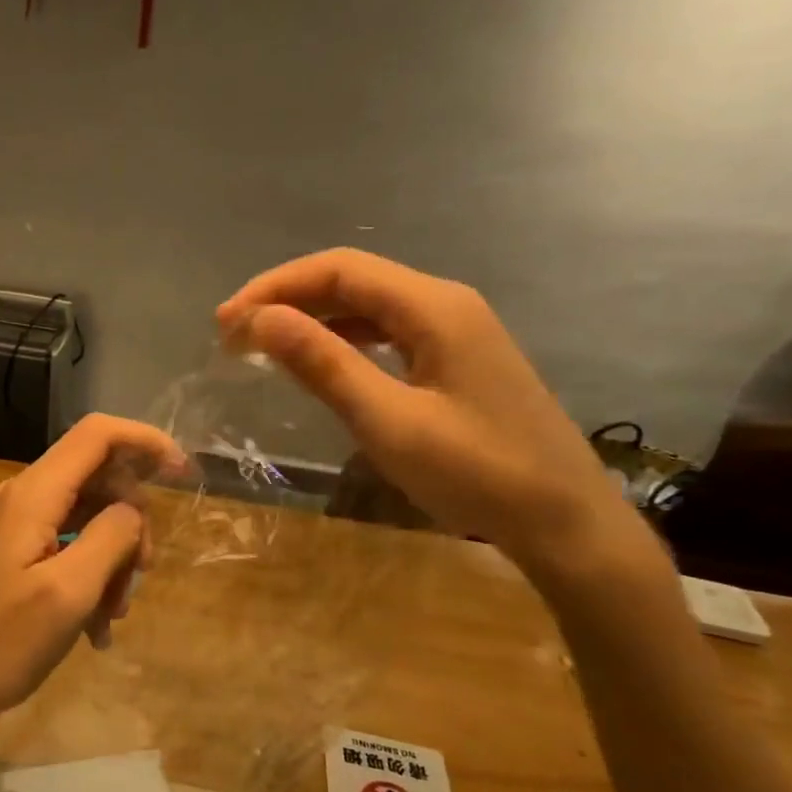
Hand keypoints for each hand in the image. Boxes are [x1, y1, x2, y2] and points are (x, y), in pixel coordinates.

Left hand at [0, 414, 184, 756]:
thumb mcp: (67, 593)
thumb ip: (109, 538)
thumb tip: (132, 510)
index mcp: (35, 494)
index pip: (97, 435)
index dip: (145, 441)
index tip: (184, 474)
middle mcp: (25, 497)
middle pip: (99, 479)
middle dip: (131, 523)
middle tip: (140, 577)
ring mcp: (17, 525)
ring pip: (87, 517)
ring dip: (112, 560)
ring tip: (112, 617)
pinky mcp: (14, 553)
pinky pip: (67, 546)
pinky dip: (90, 577)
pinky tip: (94, 628)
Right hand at [218, 249, 633, 568]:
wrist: (565, 522)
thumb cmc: (477, 472)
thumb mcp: (388, 420)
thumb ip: (324, 364)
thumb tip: (261, 319)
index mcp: (432, 307)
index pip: (338, 269)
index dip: (275, 287)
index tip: (226, 322)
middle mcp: (444, 304)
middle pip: (352, 279)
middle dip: (287, 298)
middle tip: (232, 335)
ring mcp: (454, 330)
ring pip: (367, 305)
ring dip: (311, 317)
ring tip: (262, 344)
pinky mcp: (455, 358)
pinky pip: (385, 331)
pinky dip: (341, 337)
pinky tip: (318, 360)